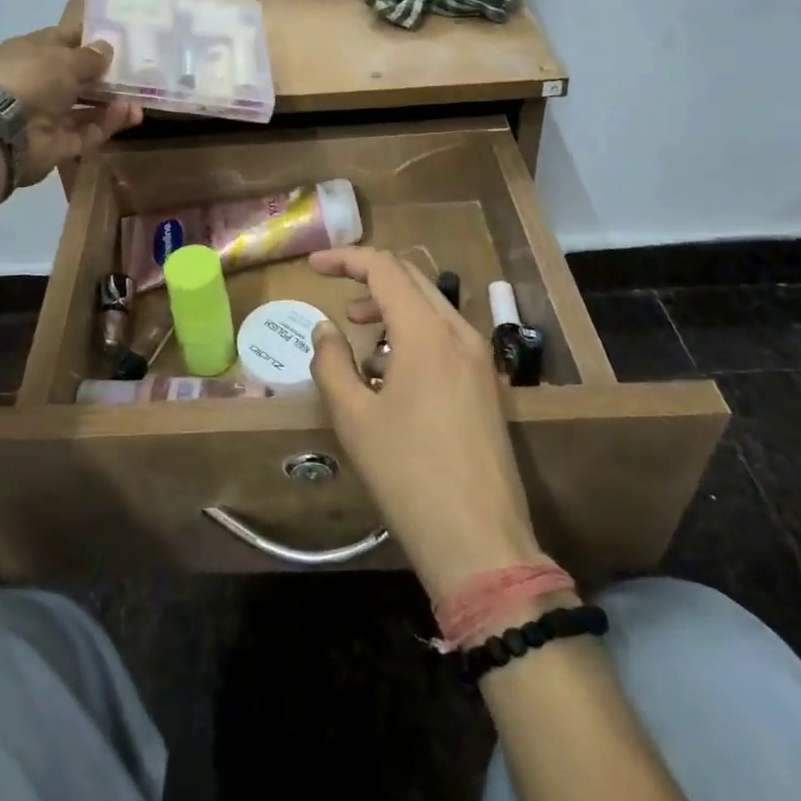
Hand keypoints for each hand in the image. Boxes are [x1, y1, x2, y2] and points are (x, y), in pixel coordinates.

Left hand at [0, 21, 141, 184]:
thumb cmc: (30, 79)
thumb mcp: (64, 58)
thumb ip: (90, 56)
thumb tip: (107, 48)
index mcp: (32, 52)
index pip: (65, 40)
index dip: (91, 38)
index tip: (121, 39)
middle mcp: (39, 82)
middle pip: (78, 77)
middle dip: (107, 75)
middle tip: (140, 72)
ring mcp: (47, 115)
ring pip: (86, 107)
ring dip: (112, 102)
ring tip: (141, 98)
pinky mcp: (57, 144)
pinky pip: (88, 131)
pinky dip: (108, 123)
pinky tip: (131, 114)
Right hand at [308, 247, 546, 597]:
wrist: (480, 542)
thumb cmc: (408, 474)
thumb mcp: (353, 417)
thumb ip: (331, 362)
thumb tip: (324, 329)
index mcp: (427, 332)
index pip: (384, 268)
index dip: (345, 258)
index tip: (312, 265)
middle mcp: (460, 333)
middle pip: (411, 279)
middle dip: (369, 278)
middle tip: (335, 294)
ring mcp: (480, 359)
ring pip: (431, 306)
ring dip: (392, 307)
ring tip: (359, 336)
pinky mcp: (487, 385)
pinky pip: (446, 336)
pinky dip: (413, 333)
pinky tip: (391, 372)